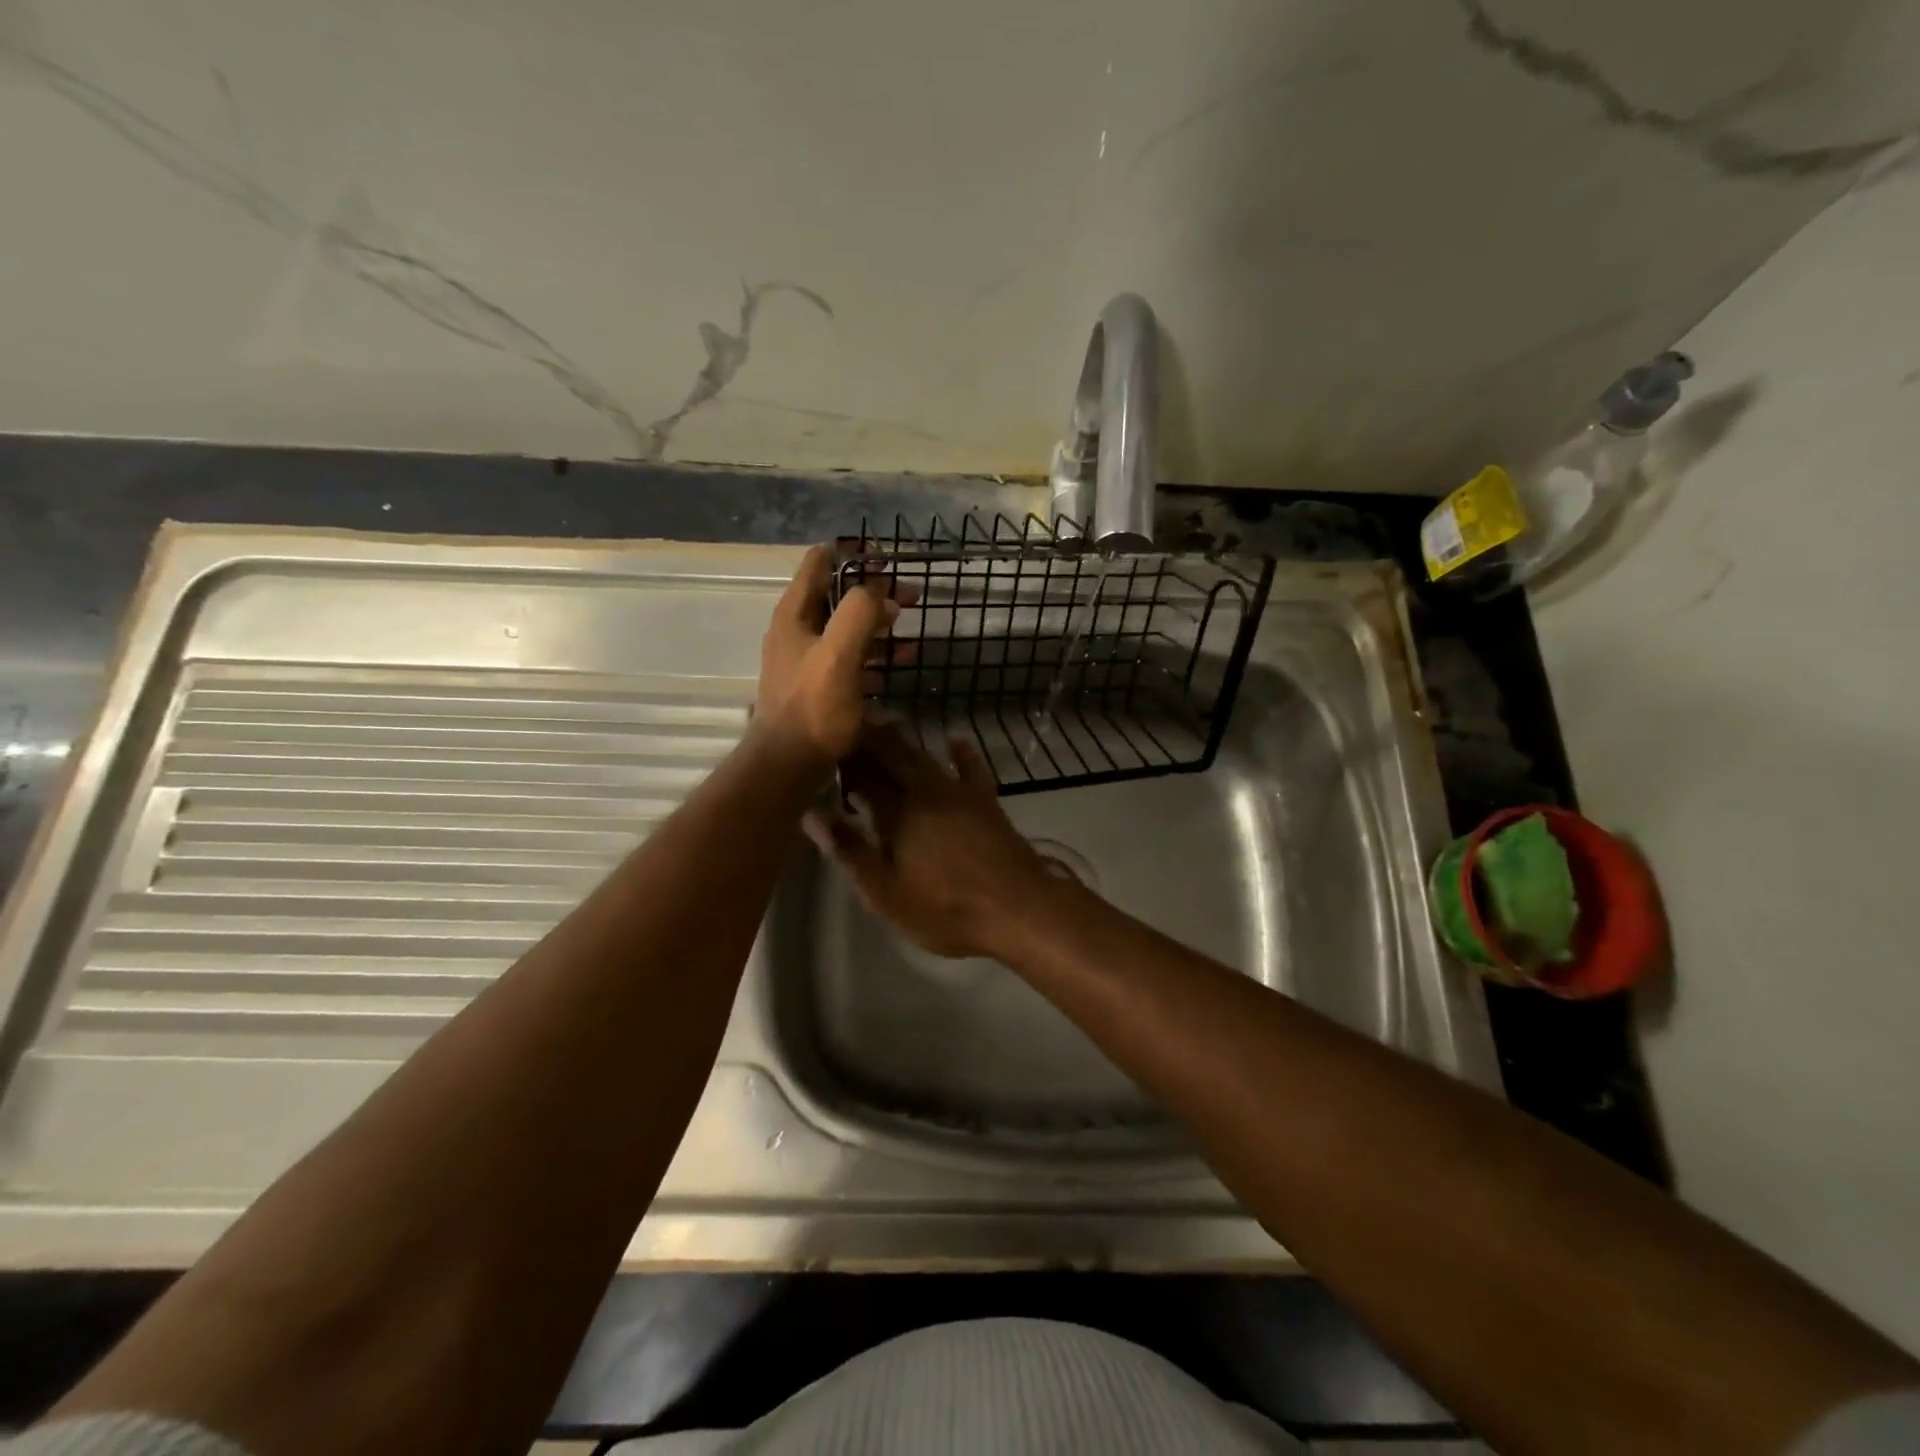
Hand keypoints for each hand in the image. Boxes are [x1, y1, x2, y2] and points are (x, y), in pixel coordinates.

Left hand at [755, 546, 903, 773]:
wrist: (789, 763)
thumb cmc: (813, 707)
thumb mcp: (838, 654)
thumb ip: (858, 613)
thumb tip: (879, 592)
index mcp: (795, 613)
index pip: (820, 561)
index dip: (853, 553)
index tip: (887, 558)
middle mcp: (798, 629)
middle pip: (838, 593)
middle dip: (874, 589)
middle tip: (911, 593)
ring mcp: (807, 658)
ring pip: (847, 625)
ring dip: (878, 620)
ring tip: (910, 621)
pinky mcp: (819, 684)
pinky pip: (851, 655)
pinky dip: (875, 650)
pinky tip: (902, 658)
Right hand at [804, 725, 1054, 958]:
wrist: (1018, 908)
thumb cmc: (945, 908)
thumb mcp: (885, 892)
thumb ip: (849, 850)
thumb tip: (810, 813)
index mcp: (896, 812)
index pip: (861, 776)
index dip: (843, 761)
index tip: (825, 750)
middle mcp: (925, 791)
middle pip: (892, 756)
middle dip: (868, 740)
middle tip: (849, 726)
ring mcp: (959, 793)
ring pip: (924, 757)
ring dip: (902, 741)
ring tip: (883, 725)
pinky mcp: (986, 801)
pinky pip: (971, 768)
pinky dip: (961, 753)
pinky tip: (955, 740)